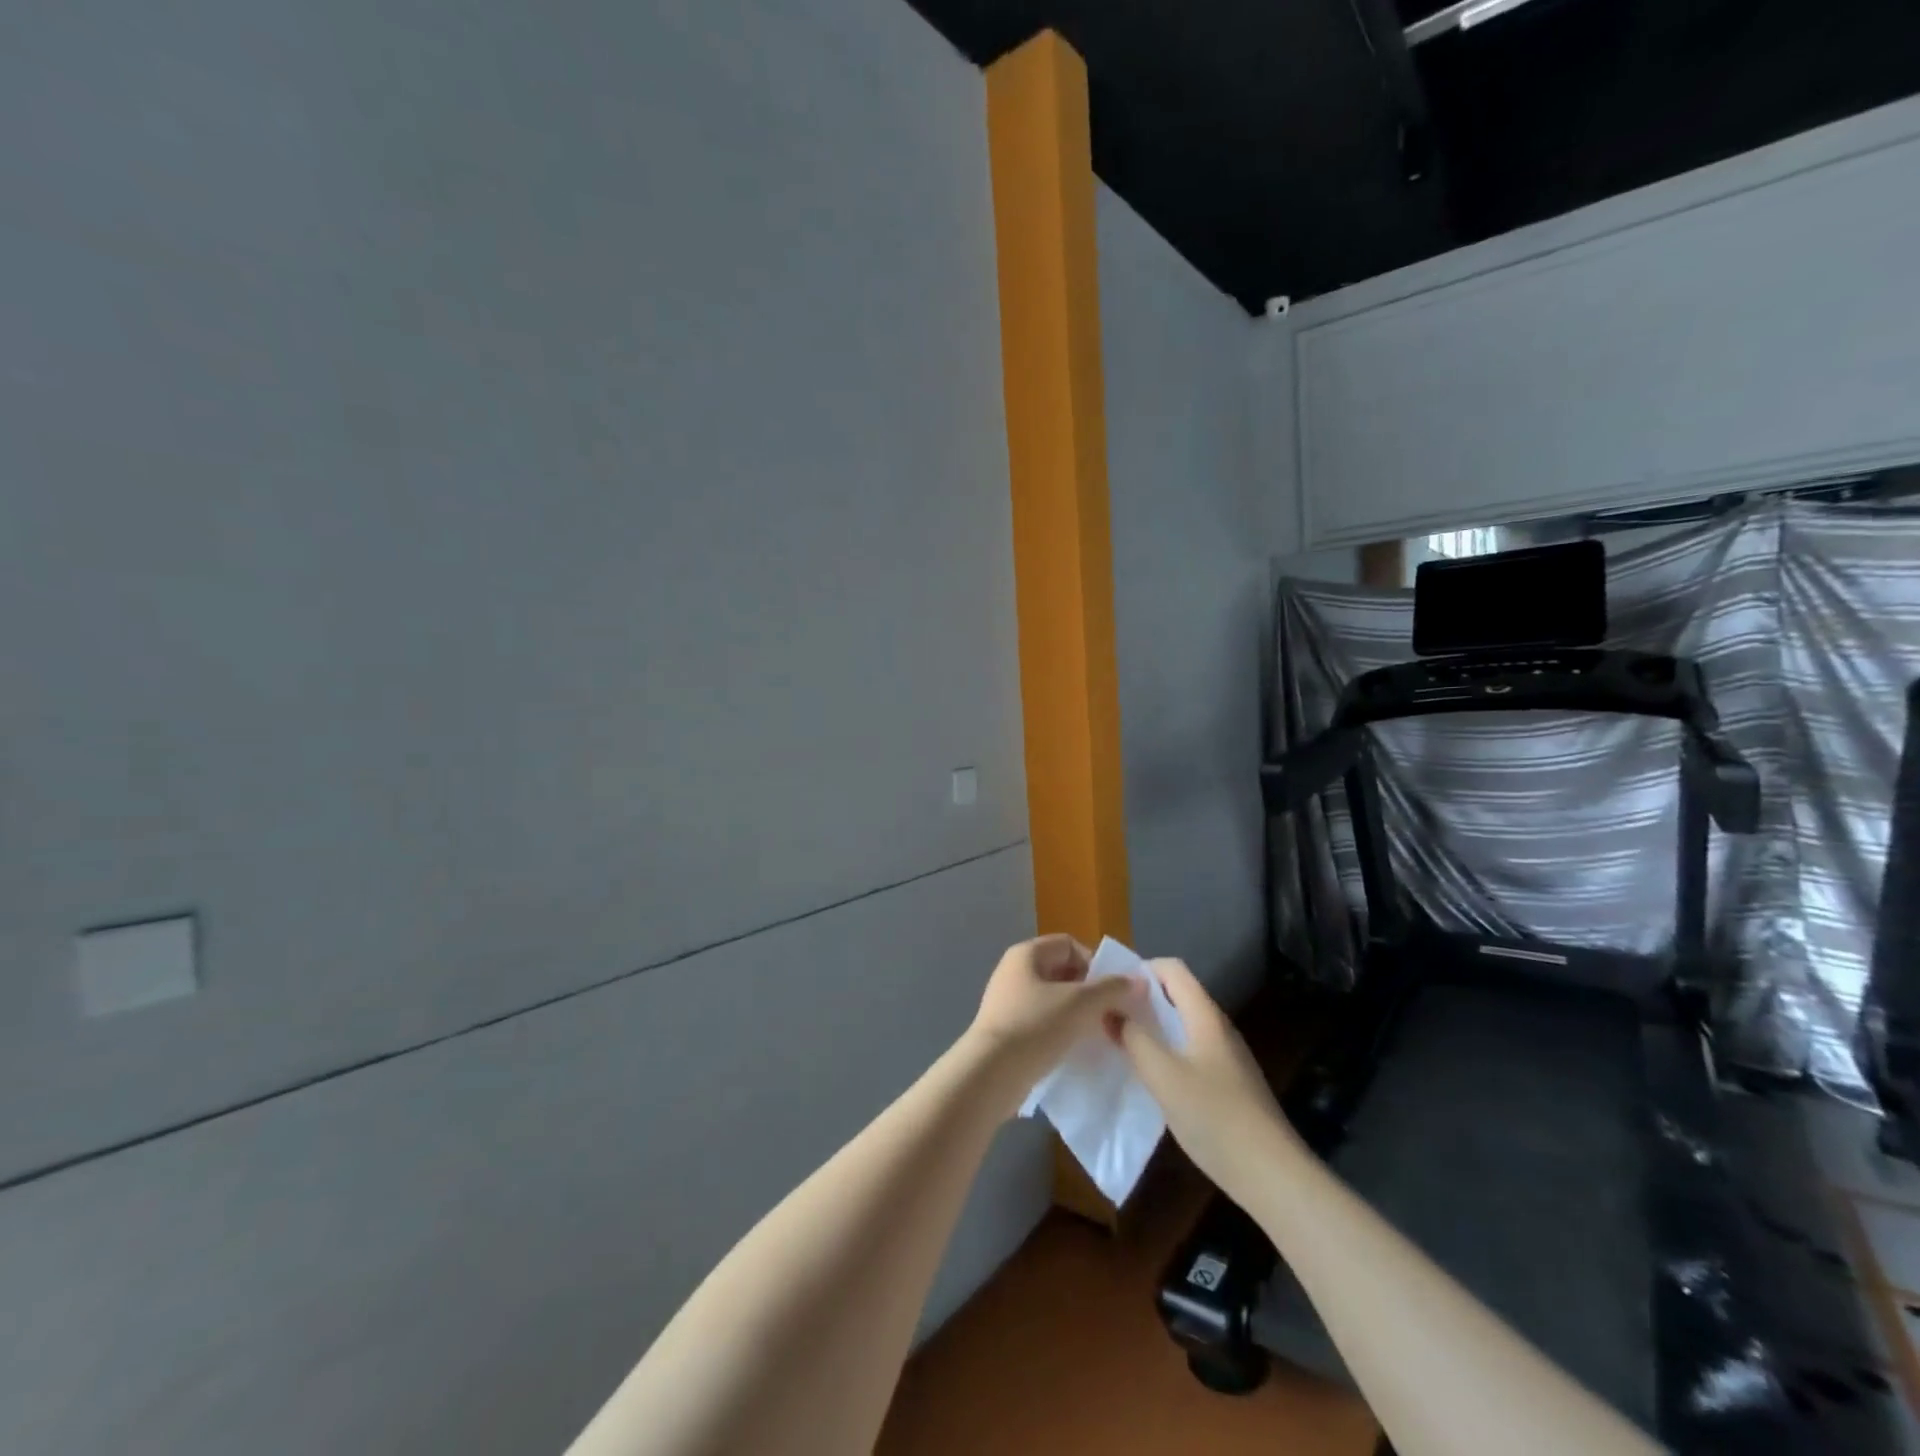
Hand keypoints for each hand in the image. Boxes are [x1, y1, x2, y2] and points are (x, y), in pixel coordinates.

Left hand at [964, 934, 1138, 1118]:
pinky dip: (1061, 1030)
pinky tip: (1075, 1048)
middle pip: (1062, 971)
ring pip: (1054, 999)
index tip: (1111, 992)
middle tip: (1110, 1015)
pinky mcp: (1008, 1030)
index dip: (1094, 963)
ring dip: (1078, 1013)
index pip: (1069, 944)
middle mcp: (1014, 971)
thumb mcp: (1080, 1003)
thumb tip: (1137, 981)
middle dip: (1089, 991)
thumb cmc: (1036, 1026)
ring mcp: (1008, 1001)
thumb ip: (1111, 989)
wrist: (992, 1073)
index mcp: (1026, 954)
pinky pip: (1043, 1021)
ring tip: (1096, 1034)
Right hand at [1116, 958, 1298, 1200]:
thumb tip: (1110, 1011)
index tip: (1112, 987)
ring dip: (1153, 1027)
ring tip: (1122, 1042)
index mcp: (1205, 1016)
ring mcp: (1226, 1057)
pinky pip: (1191, 1051)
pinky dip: (1167, 1052)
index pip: (1173, 969)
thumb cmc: (1215, 1116)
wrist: (1272, 1175)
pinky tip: (1151, 1076)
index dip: (1141, 969)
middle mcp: (1218, 1028)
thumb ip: (1134, 1039)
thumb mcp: (1163, 1075)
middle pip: (1178, 995)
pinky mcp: (1228, 1084)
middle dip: (1143, 999)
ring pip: (1183, 1025)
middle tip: (1109, 1015)